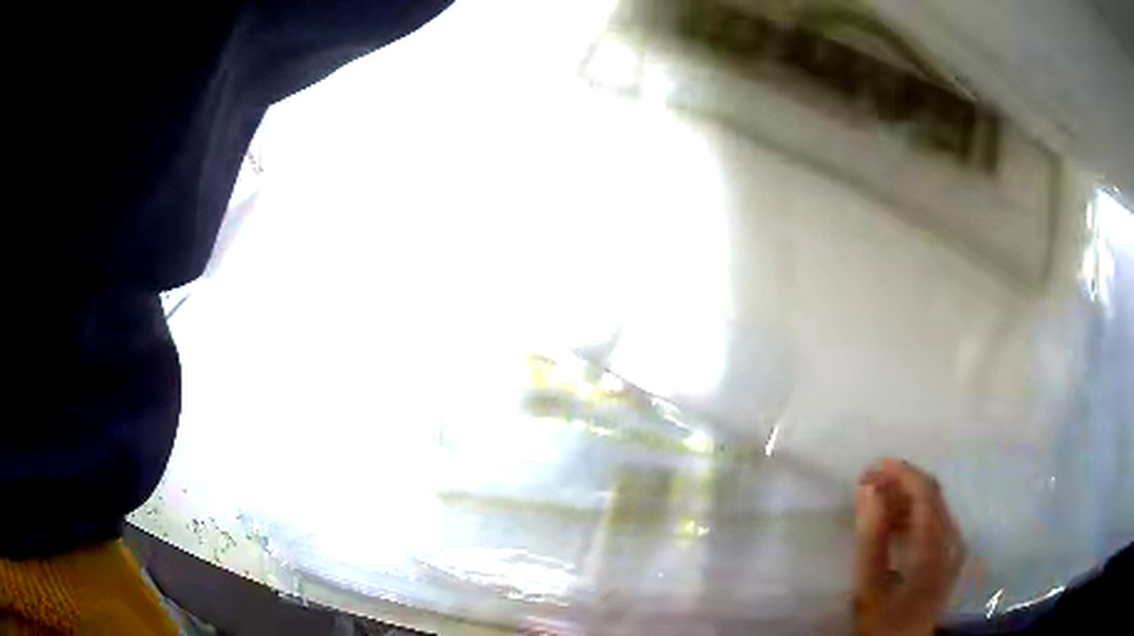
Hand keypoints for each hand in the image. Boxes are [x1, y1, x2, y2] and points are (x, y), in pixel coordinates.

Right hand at [854, 459, 963, 635]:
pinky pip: (933, 520)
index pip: (925, 491)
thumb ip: (871, 538)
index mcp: (937, 546)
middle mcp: (952, 539)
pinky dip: (911, 514)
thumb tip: (868, 490)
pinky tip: (890, 523)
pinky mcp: (948, 555)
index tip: (869, 469)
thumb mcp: (870, 586)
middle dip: (900, 482)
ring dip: (904, 497)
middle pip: (931, 494)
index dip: (899, 473)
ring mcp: (953, 546)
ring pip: (932, 505)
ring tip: (873, 501)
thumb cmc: (885, 622)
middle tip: (866, 484)